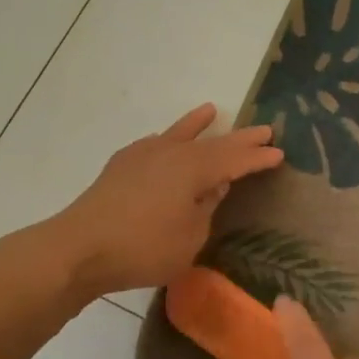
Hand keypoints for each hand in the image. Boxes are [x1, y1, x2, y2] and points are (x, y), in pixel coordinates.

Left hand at [48, 105, 283, 298]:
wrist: (80, 247)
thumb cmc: (144, 248)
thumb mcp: (190, 237)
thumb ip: (206, 208)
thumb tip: (213, 186)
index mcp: (194, 169)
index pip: (235, 160)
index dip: (257, 158)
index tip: (278, 153)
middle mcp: (171, 153)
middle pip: (213, 143)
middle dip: (240, 139)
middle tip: (264, 129)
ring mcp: (143, 156)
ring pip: (178, 134)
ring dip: (197, 124)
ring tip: (211, 110)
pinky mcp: (121, 166)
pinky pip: (154, 144)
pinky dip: (167, 140)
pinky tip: (165, 142)